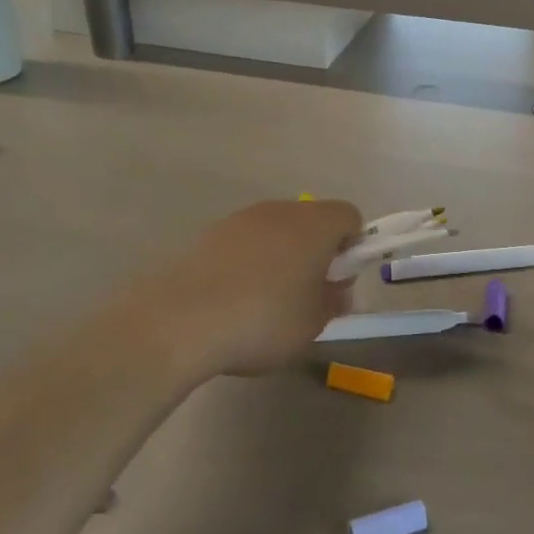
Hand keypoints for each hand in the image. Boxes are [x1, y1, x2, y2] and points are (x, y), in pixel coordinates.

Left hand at [135, 199, 363, 380]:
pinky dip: (248, 262)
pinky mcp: (209, 233)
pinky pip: (244, 242)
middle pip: (311, 220)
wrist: (180, 320)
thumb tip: (337, 289)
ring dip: (280, 256)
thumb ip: (333, 301)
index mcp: (315, 224)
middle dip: (315, 251)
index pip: (350, 217)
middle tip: (307, 294)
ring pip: (276, 230)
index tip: (339, 279)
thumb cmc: (264, 319)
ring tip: (265, 301)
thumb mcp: (314, 323)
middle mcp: (281, 210)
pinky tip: (233, 299)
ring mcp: (241, 218)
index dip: (352, 246)